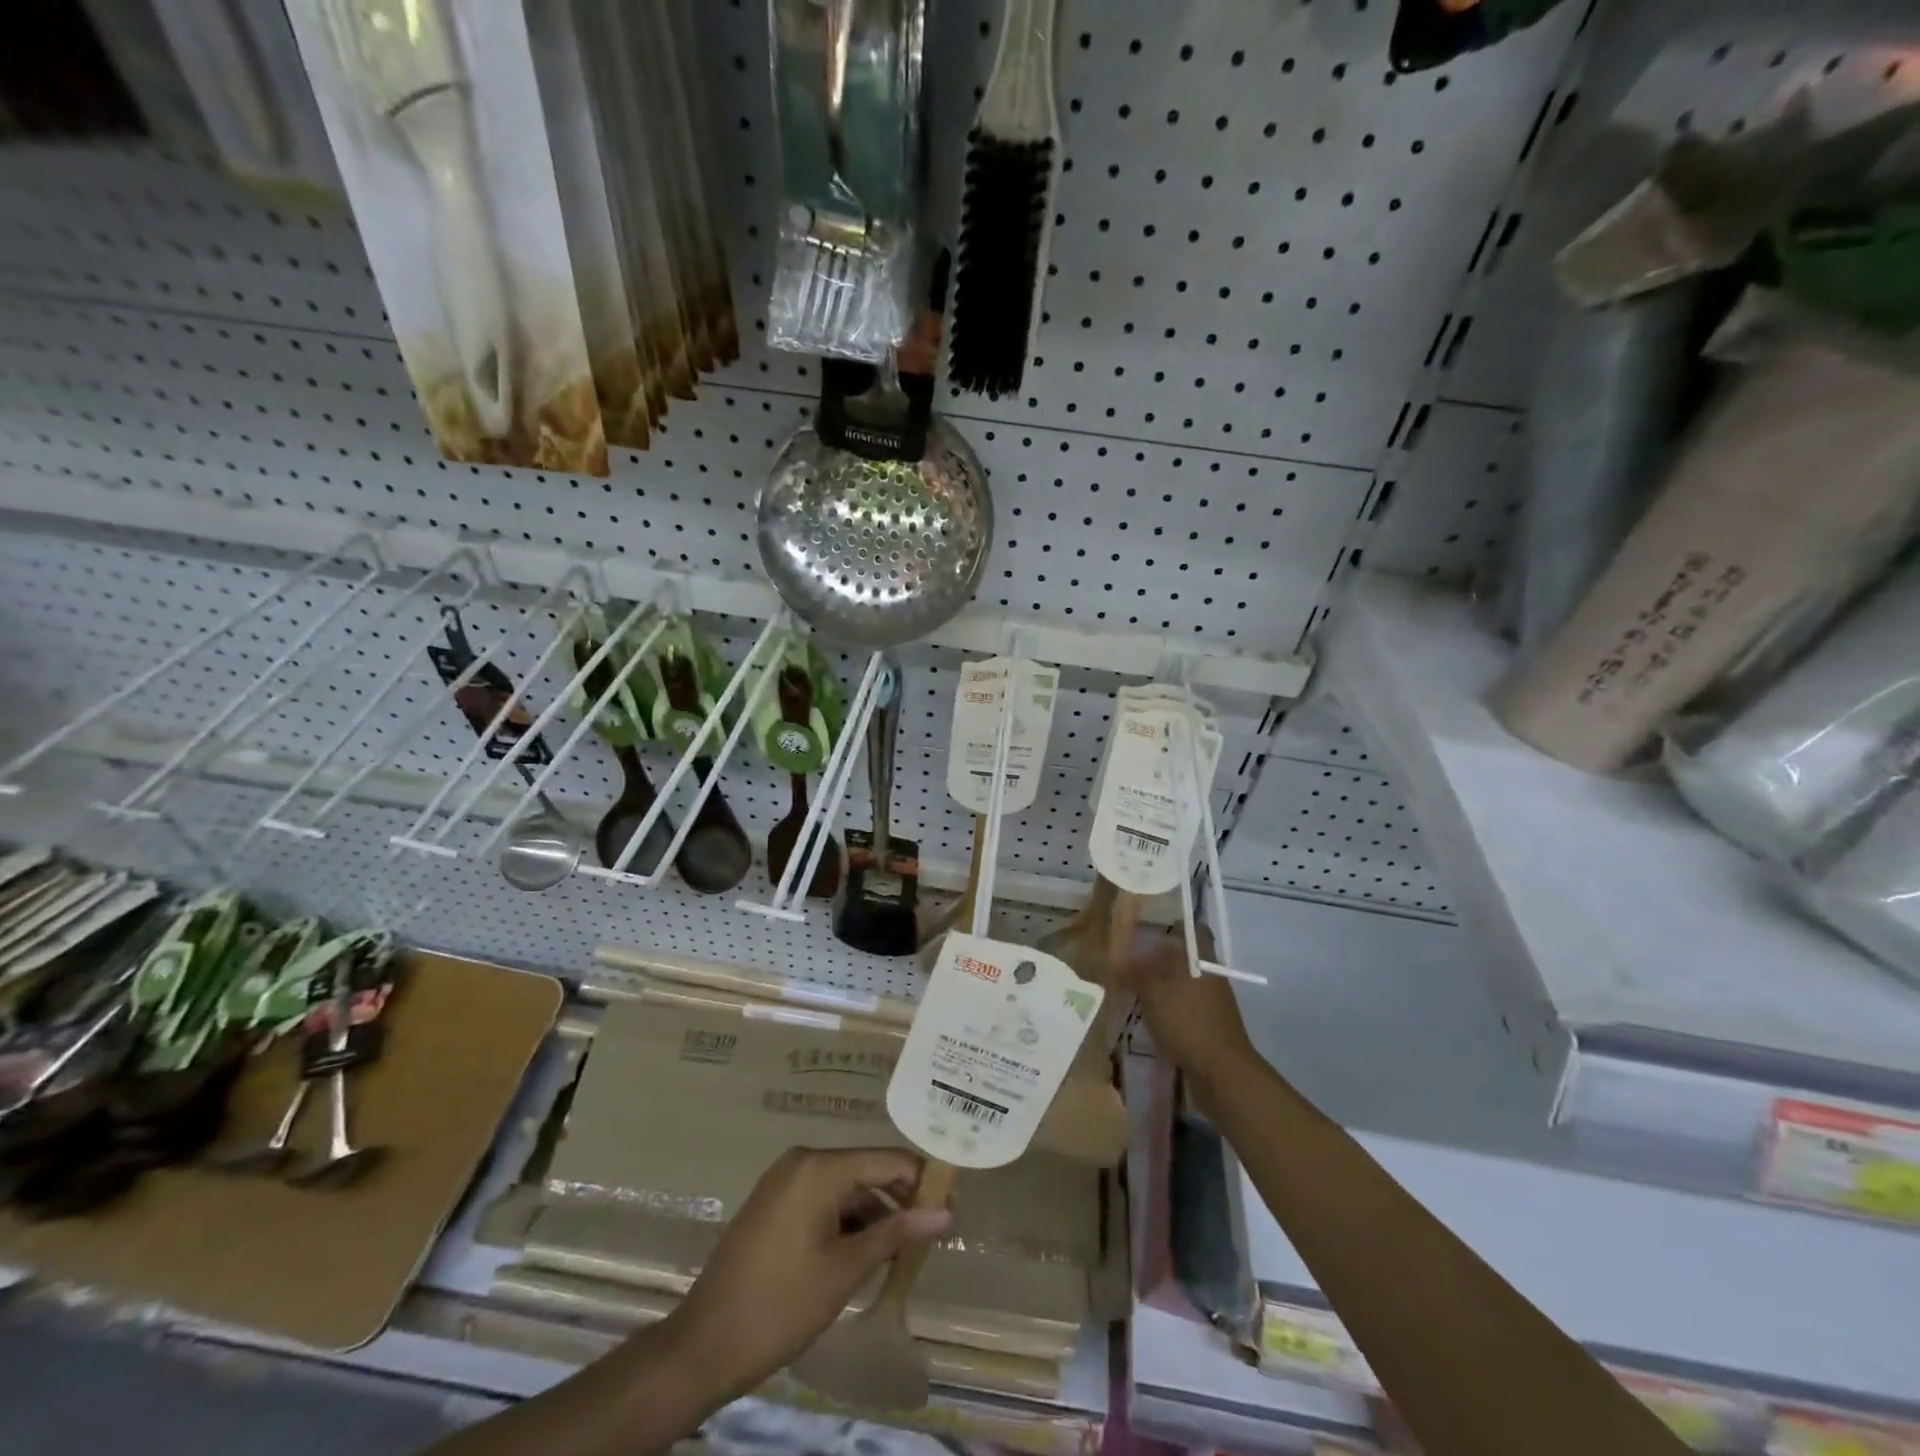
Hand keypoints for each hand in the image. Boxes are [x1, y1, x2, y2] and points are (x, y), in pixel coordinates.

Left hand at [665, 1147, 951, 1400]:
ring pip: (845, 1187)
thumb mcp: (845, 1270)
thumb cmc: (781, 1304)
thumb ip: (896, 1234)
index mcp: (820, 1168)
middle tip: (930, 1233)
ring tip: (902, 1250)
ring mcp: (784, 1180)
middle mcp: (802, 1161)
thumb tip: (944, 1214)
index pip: (887, 1159)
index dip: (922, 1180)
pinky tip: (864, 1252)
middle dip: (899, 1199)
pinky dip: (847, 1220)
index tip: (951, 1206)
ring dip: (874, 1213)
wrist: (704, 1345)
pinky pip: (823, 1198)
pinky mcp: (774, 1202)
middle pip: (866, 1170)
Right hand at [1113, 938, 1255, 1077]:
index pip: (1194, 930)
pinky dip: (1167, 1007)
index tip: (1151, 925)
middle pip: (1185, 958)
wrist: (1221, 1071)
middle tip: (1131, 958)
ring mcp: (1212, 1002)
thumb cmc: (1187, 1020)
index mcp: (1202, 959)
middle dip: (1160, 957)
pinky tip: (1147, 1015)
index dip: (1175, 924)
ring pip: (1183, 983)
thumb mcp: (1152, 991)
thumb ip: (1134, 972)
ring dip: (1162, 985)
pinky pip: (1184, 1007)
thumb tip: (1116, 961)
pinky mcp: (1209, 1026)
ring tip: (1133, 987)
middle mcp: (1210, 975)